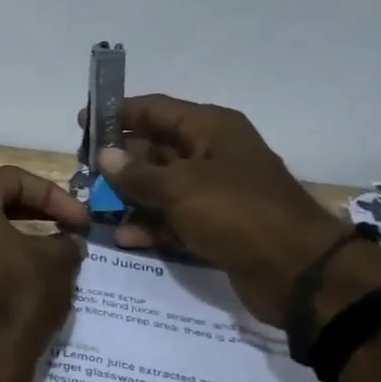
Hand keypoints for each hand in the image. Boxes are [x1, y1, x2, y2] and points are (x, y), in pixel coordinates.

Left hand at [0, 166, 87, 348]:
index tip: (81, 220)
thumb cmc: (17, 294)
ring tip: (52, 253)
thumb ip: (65, 239)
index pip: (13, 179)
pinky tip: (26, 278)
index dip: (54, 195)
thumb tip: (66, 241)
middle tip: (69, 229)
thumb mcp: (57, 260)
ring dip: (18, 237)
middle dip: (36, 212)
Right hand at [91, 96, 347, 323]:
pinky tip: (123, 237)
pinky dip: (149, 225)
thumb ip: (136, 173)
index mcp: (210, 128)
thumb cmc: (237, 212)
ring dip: (129, 196)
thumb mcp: (180, 187)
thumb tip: (104, 156)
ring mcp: (214, 192)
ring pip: (160, 186)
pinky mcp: (215, 226)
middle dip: (119, 160)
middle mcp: (211, 153)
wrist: (298, 272)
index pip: (155, 109)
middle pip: (154, 148)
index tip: (82, 124)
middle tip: (83, 172)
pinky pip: (172, 218)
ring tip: (94, 207)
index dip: (117, 114)